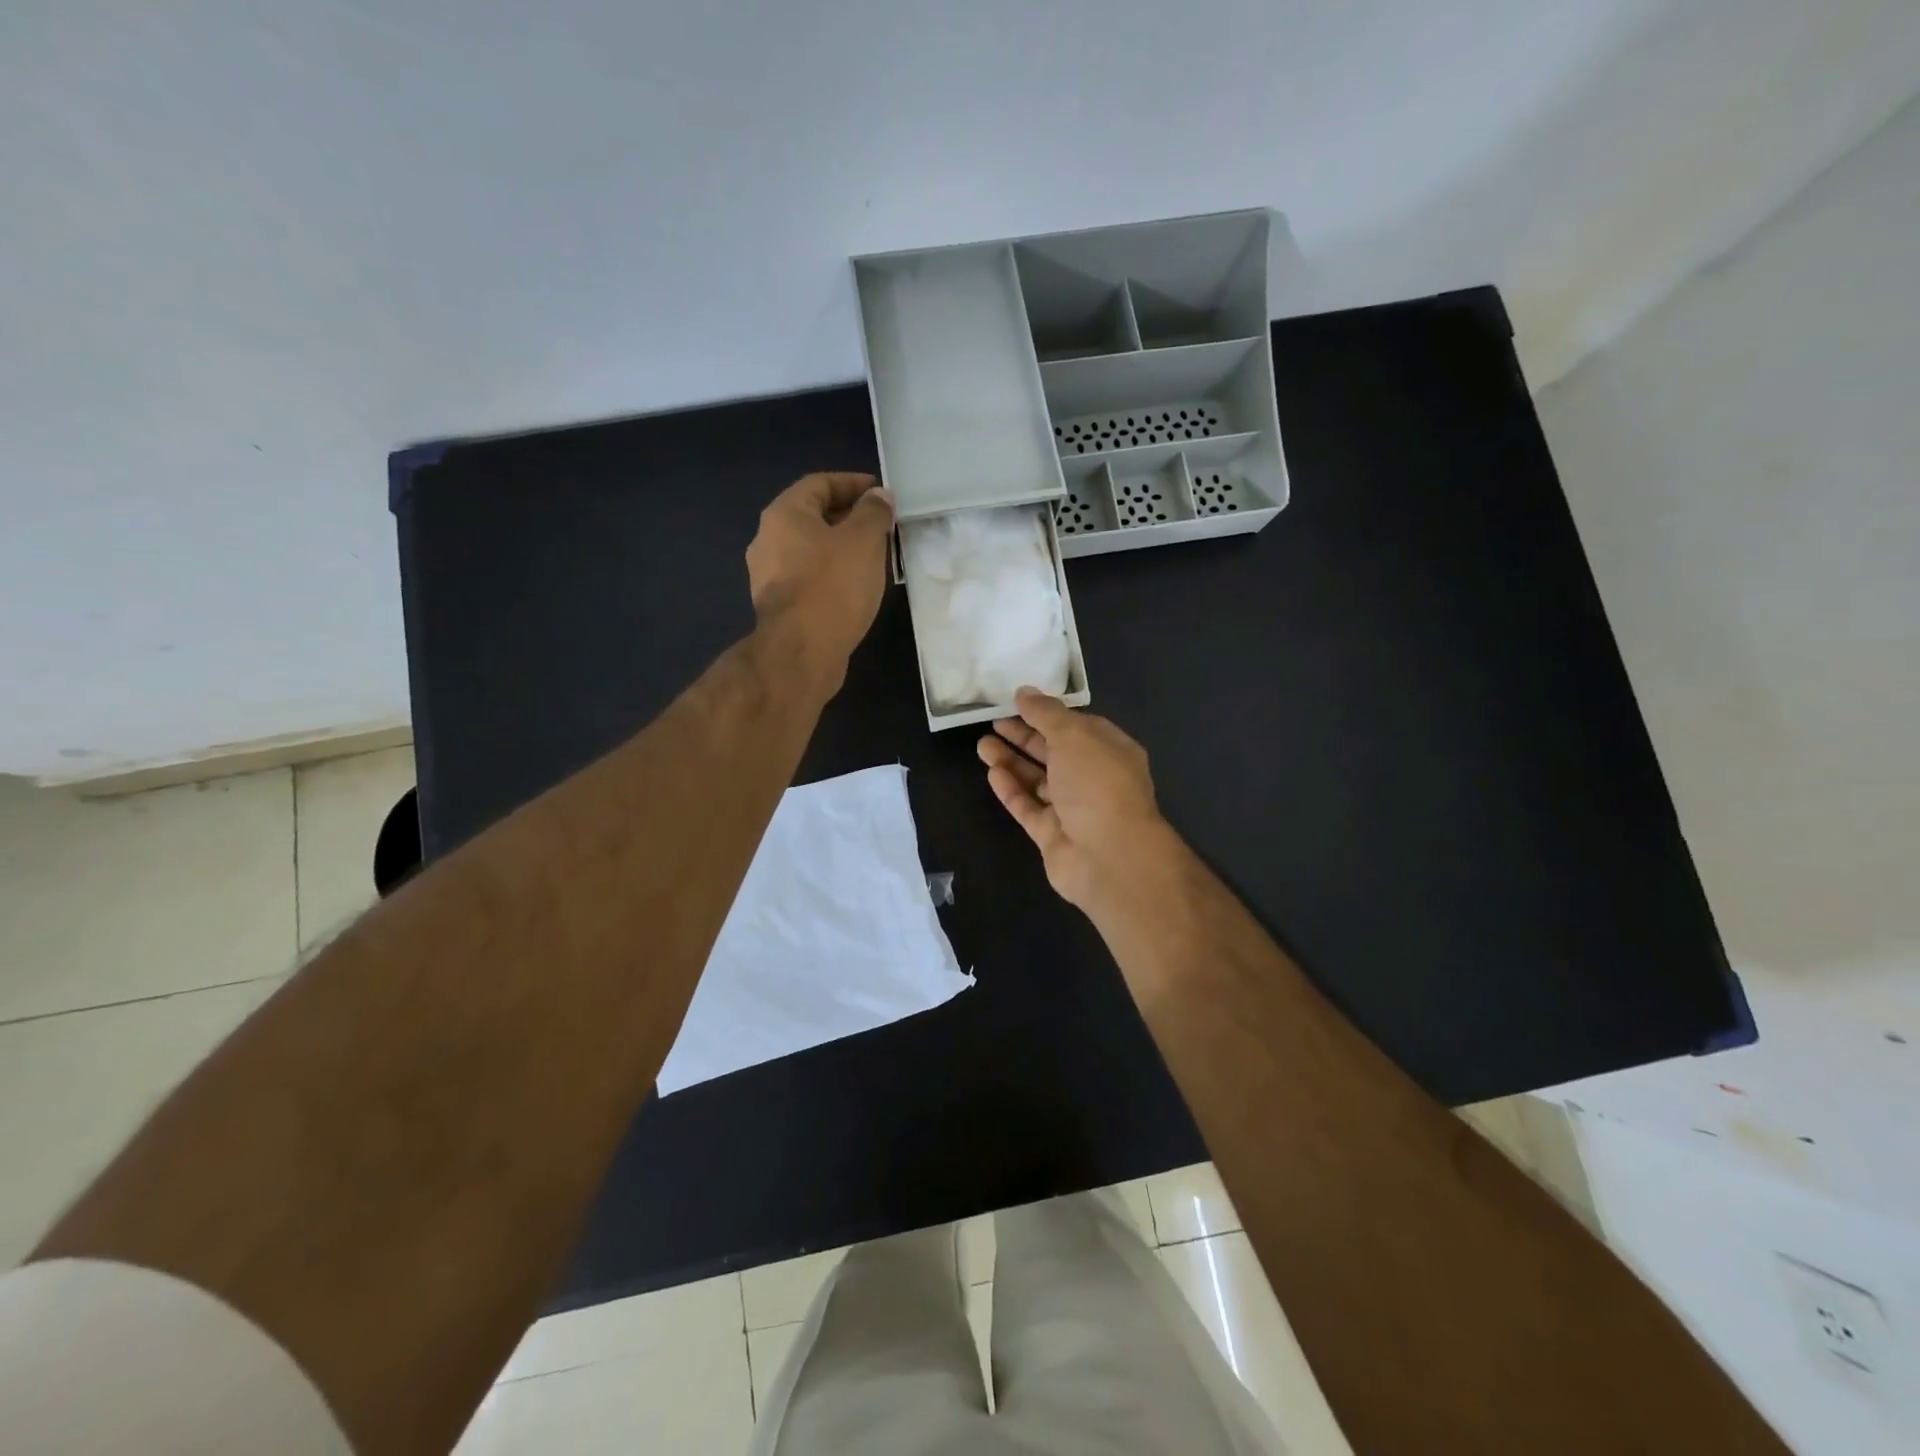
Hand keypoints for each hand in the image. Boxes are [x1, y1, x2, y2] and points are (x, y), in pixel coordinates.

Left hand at [746, 472, 894, 687]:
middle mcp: (767, 540)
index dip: (852, 483)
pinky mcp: (778, 608)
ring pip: (809, 551)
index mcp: (784, 515)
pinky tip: (853, 587)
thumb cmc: (833, 586)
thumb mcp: (864, 540)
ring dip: (839, 549)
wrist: (801, 651)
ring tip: (871, 557)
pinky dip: (830, 575)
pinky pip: (807, 579)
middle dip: (847, 517)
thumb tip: (879, 496)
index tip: (880, 493)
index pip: (819, 484)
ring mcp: (768, 577)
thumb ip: (874, 513)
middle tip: (880, 525)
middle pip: (811, 517)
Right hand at [977, 687, 1176, 912]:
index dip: (1048, 714)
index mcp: (1110, 751)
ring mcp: (1073, 809)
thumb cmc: (1098, 785)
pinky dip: (1011, 790)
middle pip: (1054, 752)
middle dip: (1024, 737)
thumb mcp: (1074, 736)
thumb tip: (1024, 692)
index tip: (1018, 703)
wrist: (1109, 857)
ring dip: (1011, 761)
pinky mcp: (1052, 834)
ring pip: (1037, 780)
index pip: (1077, 726)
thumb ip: (1046, 714)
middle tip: (993, 722)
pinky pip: (1029, 807)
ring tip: (982, 745)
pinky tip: (992, 773)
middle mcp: (1093, 779)